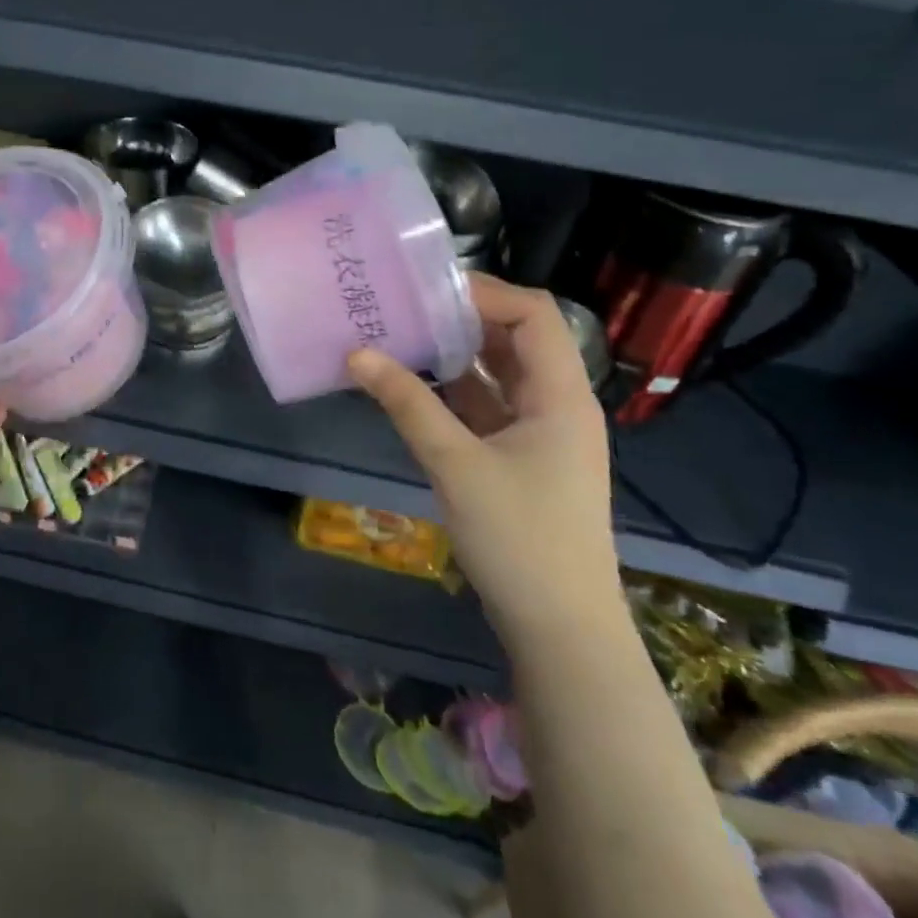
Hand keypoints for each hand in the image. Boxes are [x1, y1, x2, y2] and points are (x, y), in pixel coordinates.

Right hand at [348, 274, 617, 652]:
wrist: (560, 628)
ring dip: (453, 356)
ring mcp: (540, 434)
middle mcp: (557, 404)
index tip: (425, 289)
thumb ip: (407, 404)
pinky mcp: (522, 460)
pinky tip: (410, 388)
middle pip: (515, 339)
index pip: (533, 315)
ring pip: (497, 375)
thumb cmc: (519, 538)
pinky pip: (487, 408)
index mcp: (560, 395)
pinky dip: (452, 393)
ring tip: (398, 338)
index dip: (484, 293)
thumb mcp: (455, 464)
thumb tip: (356, 353)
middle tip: (402, 308)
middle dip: (460, 319)